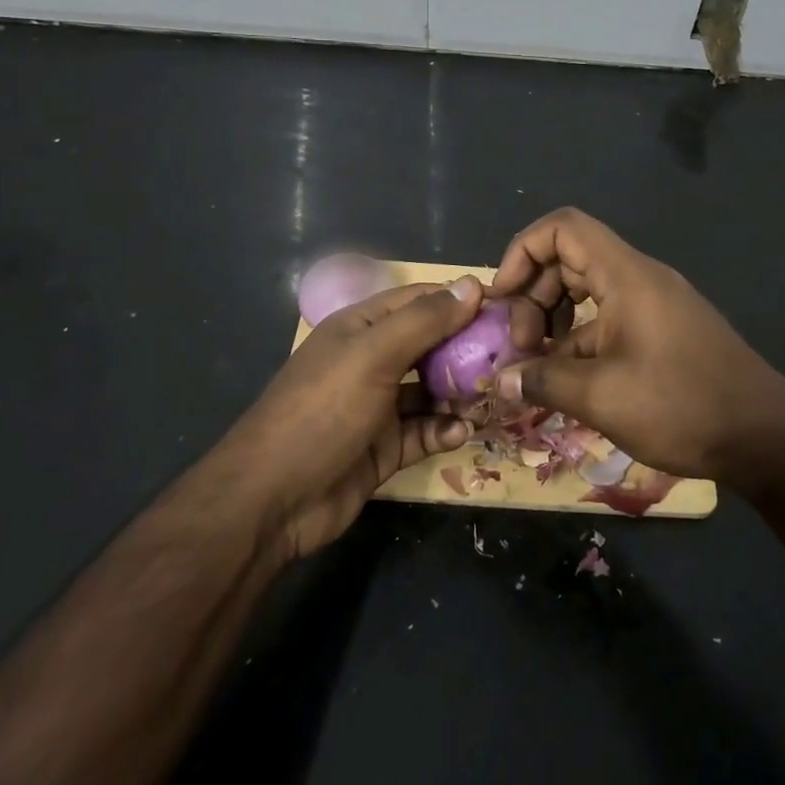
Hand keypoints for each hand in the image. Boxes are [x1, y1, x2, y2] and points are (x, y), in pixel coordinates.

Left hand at [224, 278, 482, 559]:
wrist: (272, 500)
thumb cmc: (323, 411)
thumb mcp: (374, 355)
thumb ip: (425, 320)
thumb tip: (472, 284)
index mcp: (363, 327)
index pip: (421, 301)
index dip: (461, 301)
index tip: (507, 308)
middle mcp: (373, 360)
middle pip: (432, 345)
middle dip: (469, 350)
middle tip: (511, 357)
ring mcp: (379, 405)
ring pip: (433, 390)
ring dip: (462, 393)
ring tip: (493, 398)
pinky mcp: (386, 446)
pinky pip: (426, 430)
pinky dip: (445, 429)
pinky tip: (461, 433)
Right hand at [486, 209, 784, 485]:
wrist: (765, 435)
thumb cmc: (681, 404)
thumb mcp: (601, 396)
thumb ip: (543, 380)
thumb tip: (500, 380)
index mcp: (625, 275)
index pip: (563, 228)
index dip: (522, 251)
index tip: (503, 298)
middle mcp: (638, 279)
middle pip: (570, 258)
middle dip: (533, 295)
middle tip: (520, 345)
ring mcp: (652, 305)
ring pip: (587, 292)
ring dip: (553, 321)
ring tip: (537, 367)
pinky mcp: (661, 332)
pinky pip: (608, 320)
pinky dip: (580, 341)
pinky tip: (568, 383)